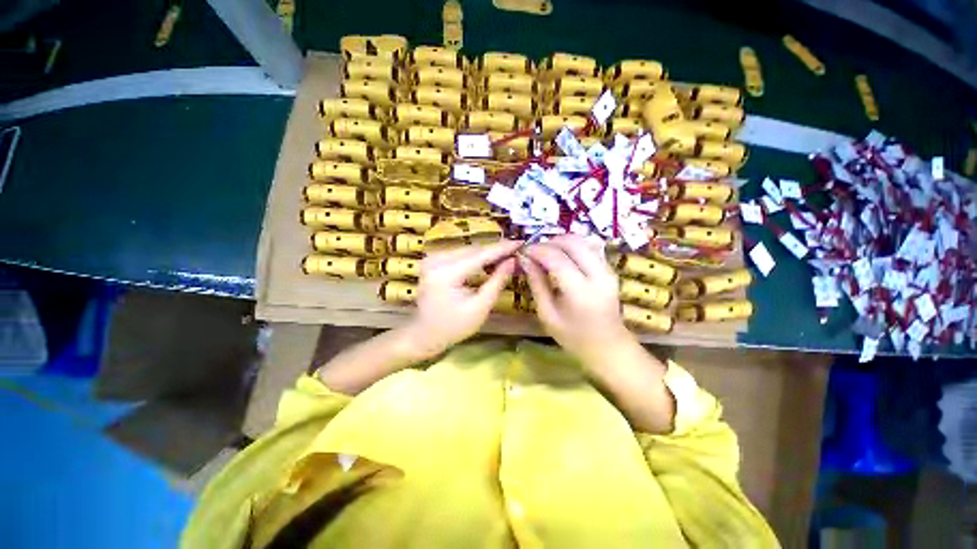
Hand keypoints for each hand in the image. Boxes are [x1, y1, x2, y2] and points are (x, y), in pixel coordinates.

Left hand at [404, 240, 520, 356]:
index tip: (521, 242)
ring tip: (507, 256)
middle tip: (517, 251)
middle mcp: (436, 260)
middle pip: (473, 250)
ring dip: (487, 253)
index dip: (502, 248)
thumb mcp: (480, 307)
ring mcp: (432, 258)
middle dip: (497, 250)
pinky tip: (490, 261)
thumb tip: (513, 260)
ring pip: (468, 250)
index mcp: (446, 273)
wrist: (424, 334)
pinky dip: (476, 257)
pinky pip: (460, 254)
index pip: (480, 255)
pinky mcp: (433, 260)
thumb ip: (497, 281)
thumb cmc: (453, 327)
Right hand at [521, 234, 633, 366]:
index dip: (537, 250)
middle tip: (534, 251)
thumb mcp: (547, 314)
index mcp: (580, 291)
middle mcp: (598, 275)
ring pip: (583, 241)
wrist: (608, 347)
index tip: (524, 251)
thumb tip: (525, 260)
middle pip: (572, 242)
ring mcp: (608, 270)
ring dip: (561, 242)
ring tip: (545, 254)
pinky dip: (572, 247)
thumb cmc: (573, 336)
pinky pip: (589, 248)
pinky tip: (561, 258)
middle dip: (549, 242)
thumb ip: (536, 283)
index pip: (556, 258)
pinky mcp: (610, 269)